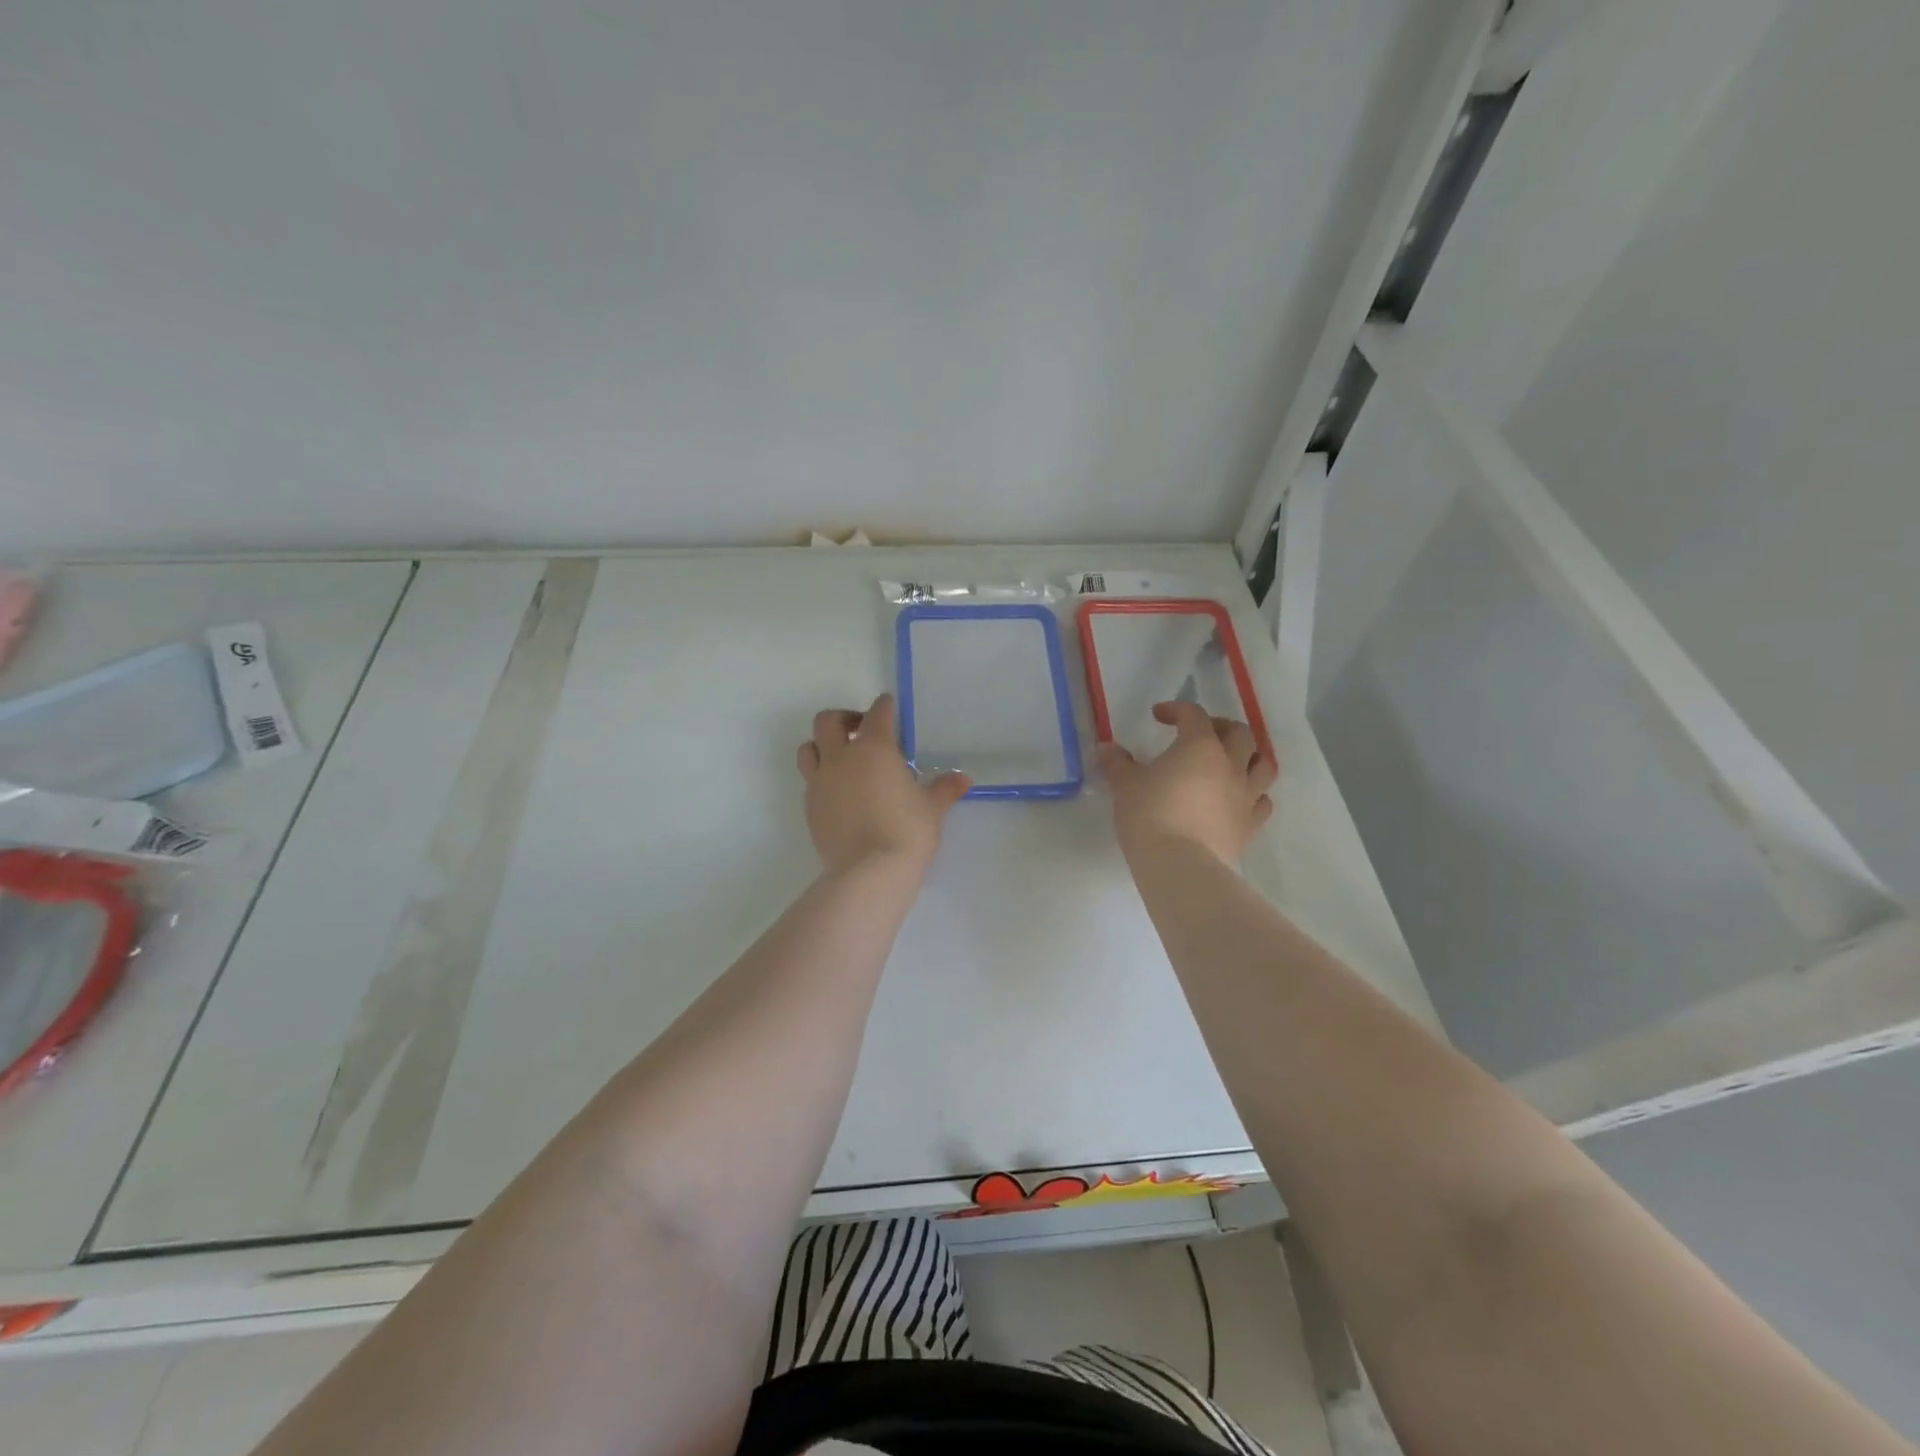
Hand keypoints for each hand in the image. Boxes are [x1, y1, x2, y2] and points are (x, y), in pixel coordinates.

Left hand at [796, 694, 970, 875]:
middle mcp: (841, 758)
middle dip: (844, 719)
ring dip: (822, 745)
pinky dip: (821, 777)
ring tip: (841, 758)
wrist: (868, 872)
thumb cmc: (906, 832)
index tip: (888, 706)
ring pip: (808, 748)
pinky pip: (809, 780)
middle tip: (860, 730)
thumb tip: (964, 778)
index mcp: (874, 749)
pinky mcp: (810, 807)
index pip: (877, 714)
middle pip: (828, 721)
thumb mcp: (932, 809)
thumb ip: (944, 789)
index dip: (884, 706)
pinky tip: (839, 792)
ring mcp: (820, 782)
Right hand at [1097, 702, 1276, 864]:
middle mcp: (1230, 765)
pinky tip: (1238, 798)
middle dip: (1219, 726)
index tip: (1158, 716)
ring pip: (1262, 764)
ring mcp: (1246, 796)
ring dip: (1249, 756)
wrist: (1179, 865)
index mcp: (1200, 747)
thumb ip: (1117, 763)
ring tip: (1230, 761)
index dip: (1176, 709)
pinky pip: (1262, 801)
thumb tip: (1106, 748)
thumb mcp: (1124, 785)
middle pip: (1239, 733)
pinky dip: (1254, 793)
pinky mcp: (1250, 825)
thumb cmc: (1149, 816)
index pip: (1194, 715)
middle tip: (1199, 734)